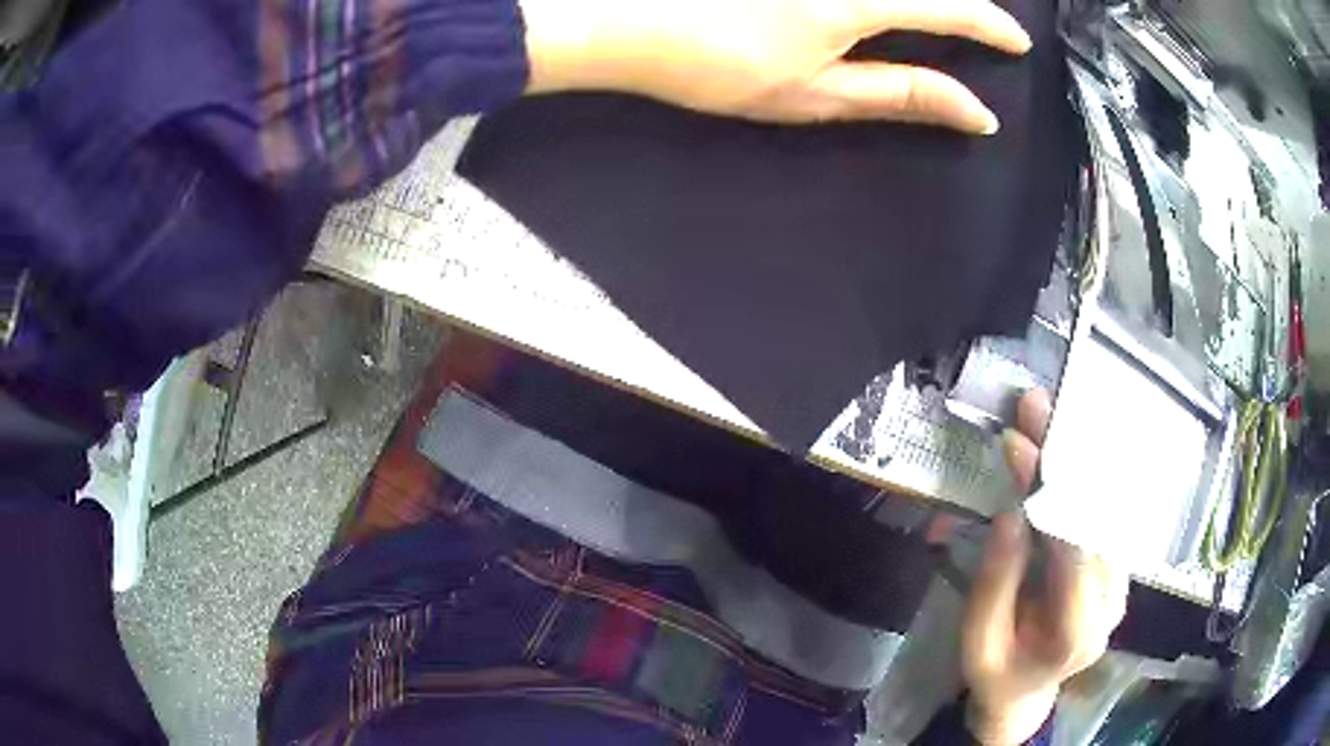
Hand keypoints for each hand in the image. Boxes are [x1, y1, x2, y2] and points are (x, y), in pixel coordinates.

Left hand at [518, 0, 1031, 133]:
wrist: (630, 27)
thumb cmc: (720, 67)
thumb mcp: (818, 94)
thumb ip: (902, 94)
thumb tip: (974, 111)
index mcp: (859, 2)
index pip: (949, 8)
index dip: (989, 25)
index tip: (1017, 43)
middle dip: (959, 8)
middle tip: (980, 28)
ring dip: (924, 5)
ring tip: (943, 23)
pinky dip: (889, 1)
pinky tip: (889, 16)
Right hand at [961, 390, 1128, 744]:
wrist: (1026, 694)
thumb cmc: (995, 672)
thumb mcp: (977, 638)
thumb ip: (997, 580)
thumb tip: (1012, 510)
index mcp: (1075, 632)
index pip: (1073, 552)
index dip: (1050, 494)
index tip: (1022, 445)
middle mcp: (1111, 603)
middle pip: (1096, 519)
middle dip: (1066, 458)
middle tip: (1037, 407)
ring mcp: (1121, 585)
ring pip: (1106, 509)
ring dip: (1078, 458)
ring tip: (1048, 416)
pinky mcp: (1118, 570)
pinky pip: (1106, 515)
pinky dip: (1088, 477)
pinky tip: (1068, 444)